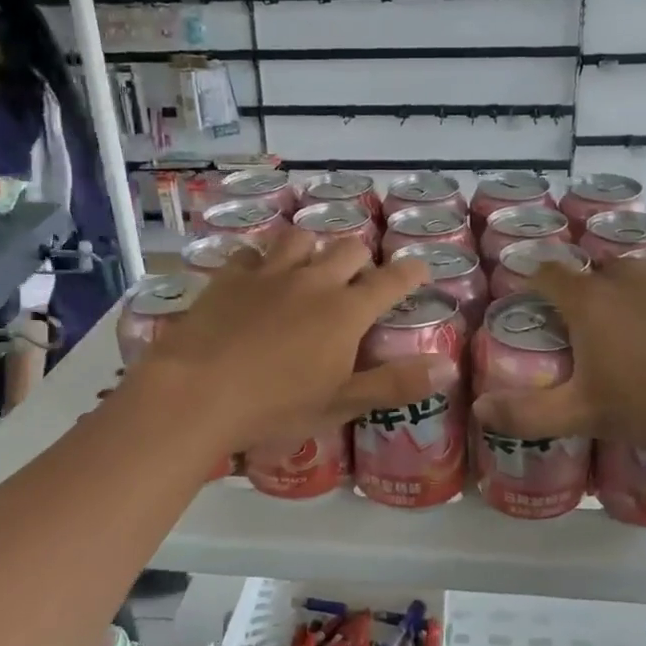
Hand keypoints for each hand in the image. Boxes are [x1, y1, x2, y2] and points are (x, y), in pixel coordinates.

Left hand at [121, 228, 434, 453]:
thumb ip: (395, 384)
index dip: (411, 271)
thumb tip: (448, 369)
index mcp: (346, 311)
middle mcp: (313, 281)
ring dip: (313, 249)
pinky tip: (257, 278)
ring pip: (301, 239)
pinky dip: (262, 262)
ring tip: (309, 268)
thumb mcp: (341, 403)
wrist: (197, 392)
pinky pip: (252, 253)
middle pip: (349, 249)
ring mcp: (269, 273)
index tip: (420, 267)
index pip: (391, 280)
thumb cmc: (276, 405)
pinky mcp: (230, 277)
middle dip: (361, 259)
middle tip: (358, 281)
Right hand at [472, 251, 645, 459]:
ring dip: (630, 291)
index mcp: (588, 299)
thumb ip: (527, 412)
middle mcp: (623, 270)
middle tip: (600, 337)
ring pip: (635, 270)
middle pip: (592, 274)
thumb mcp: (586, 416)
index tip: (541, 309)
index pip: (546, 274)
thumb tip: (479, 408)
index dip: (538, 287)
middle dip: (589, 297)